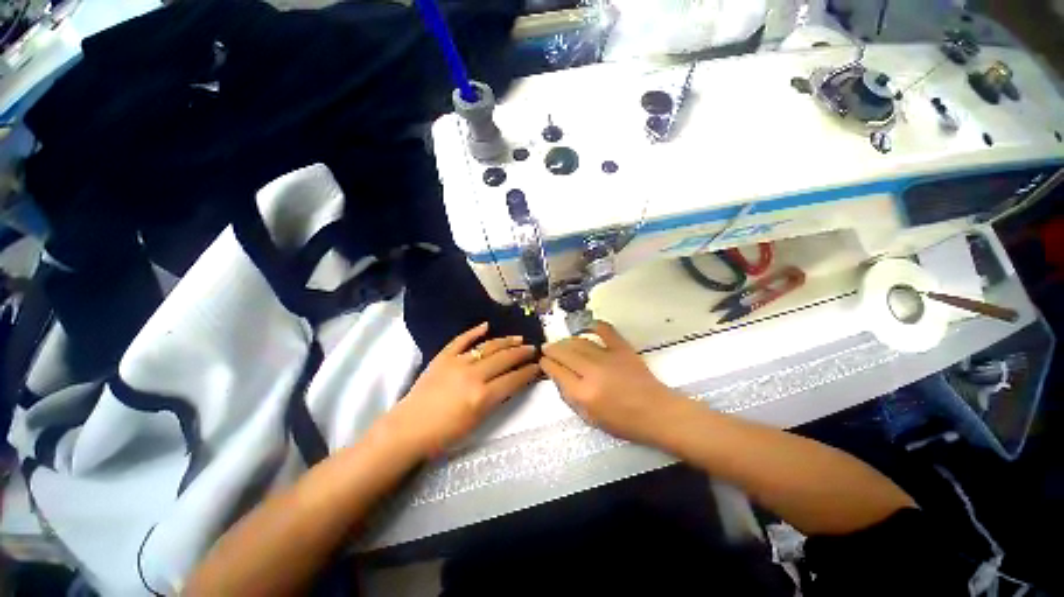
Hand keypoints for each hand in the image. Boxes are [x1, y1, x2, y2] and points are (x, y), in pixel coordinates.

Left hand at [387, 323, 539, 457]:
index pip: (513, 379)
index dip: (529, 371)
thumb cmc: (444, 434)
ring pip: (487, 346)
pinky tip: (486, 325)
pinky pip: (461, 340)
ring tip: (518, 338)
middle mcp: (473, 375)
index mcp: (482, 396)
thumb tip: (511, 382)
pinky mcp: (443, 357)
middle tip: (533, 348)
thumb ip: (495, 399)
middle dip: (522, 353)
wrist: (408, 429)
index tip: (538, 365)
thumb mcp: (477, 422)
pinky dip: (474, 331)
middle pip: (504, 359)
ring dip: (505, 341)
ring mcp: (457, 363)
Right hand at [540, 322, 683, 444]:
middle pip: (564, 353)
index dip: (546, 364)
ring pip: (579, 342)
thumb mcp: (590, 418)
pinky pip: (604, 330)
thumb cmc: (623, 422)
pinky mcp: (622, 348)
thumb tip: (558, 376)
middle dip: (552, 349)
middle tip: (547, 348)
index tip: (543, 361)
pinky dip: (593, 326)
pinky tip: (586, 328)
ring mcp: (608, 357)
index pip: (556, 371)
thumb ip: (570, 396)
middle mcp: (592, 372)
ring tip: (561, 342)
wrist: (657, 413)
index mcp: (583, 393)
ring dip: (566, 341)